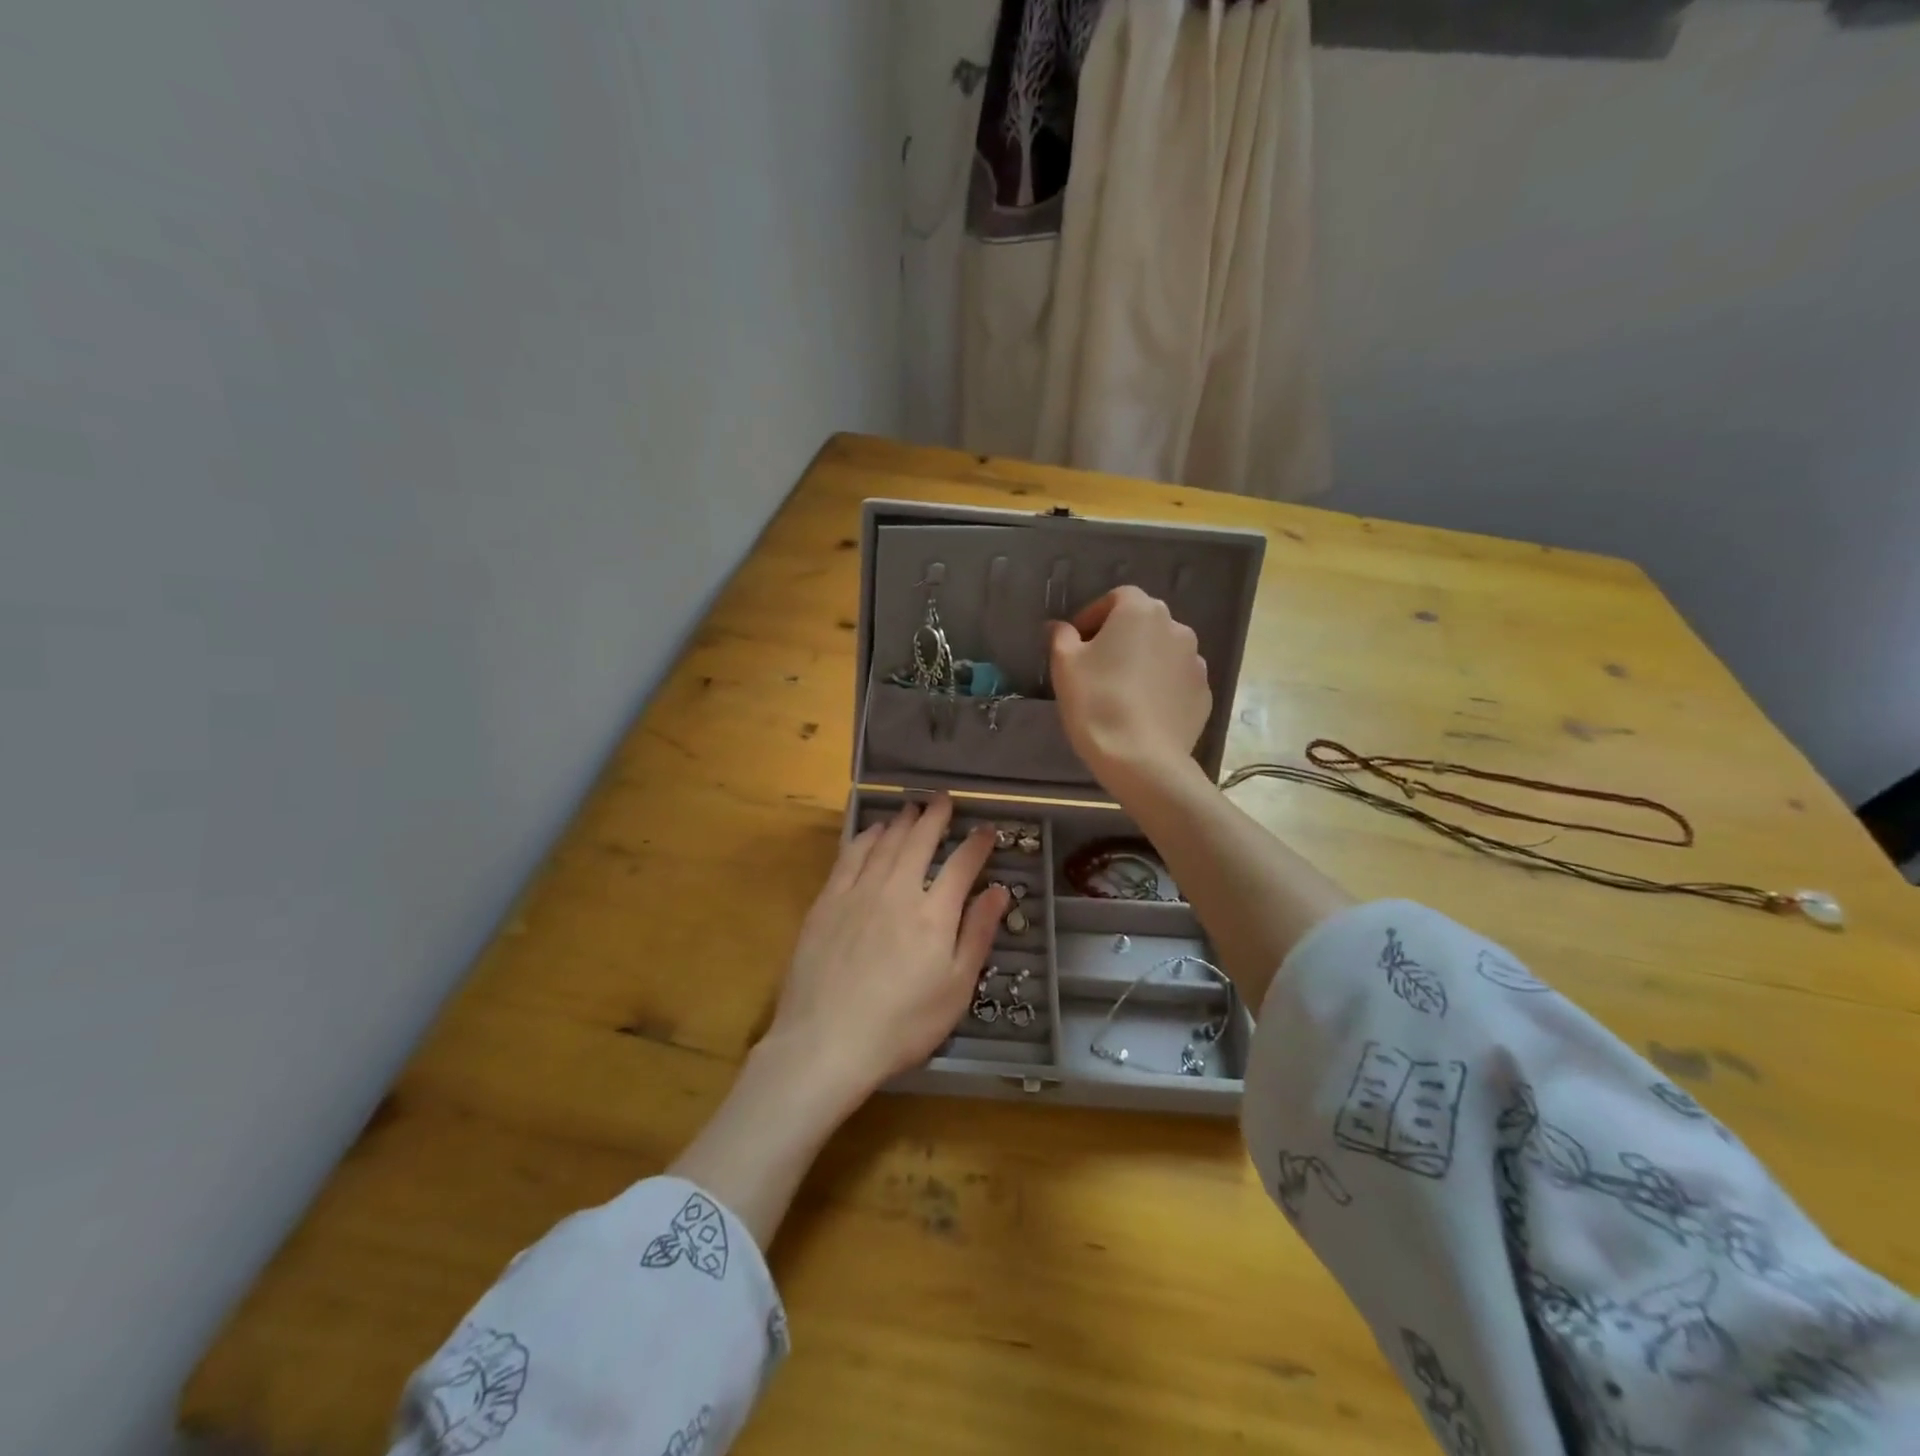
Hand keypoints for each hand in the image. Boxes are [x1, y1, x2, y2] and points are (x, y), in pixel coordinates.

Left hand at [766, 795, 1008, 1100]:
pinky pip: (850, 856)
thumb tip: (998, 890)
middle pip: (919, 841)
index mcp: (933, 914)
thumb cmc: (901, 1025)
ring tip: (912, 809)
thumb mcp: (955, 989)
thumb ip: (977, 935)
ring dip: (901, 822)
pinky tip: (872, 832)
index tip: (986, 830)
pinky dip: (865, 837)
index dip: (976, 844)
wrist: (826, 1042)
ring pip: (884, 843)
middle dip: (935, 817)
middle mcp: (897, 891)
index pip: (961, 865)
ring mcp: (858, 893)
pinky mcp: (827, 902)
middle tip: (944, 800)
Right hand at [1048, 585, 1211, 792]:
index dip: (1093, 617)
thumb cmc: (1096, 702)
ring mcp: (1195, 662)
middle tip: (1096, 667)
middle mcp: (1176, 627)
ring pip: (1162, 652)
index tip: (1076, 643)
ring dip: (1143, 662)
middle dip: (1120, 638)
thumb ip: (1061, 637)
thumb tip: (1061, 627)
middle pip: (1143, 623)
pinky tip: (1142, 711)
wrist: (1142, 758)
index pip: (1116, 598)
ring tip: (1122, 692)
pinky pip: (1176, 681)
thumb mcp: (1065, 665)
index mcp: (1140, 611)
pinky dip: (1160, 687)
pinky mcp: (1204, 694)